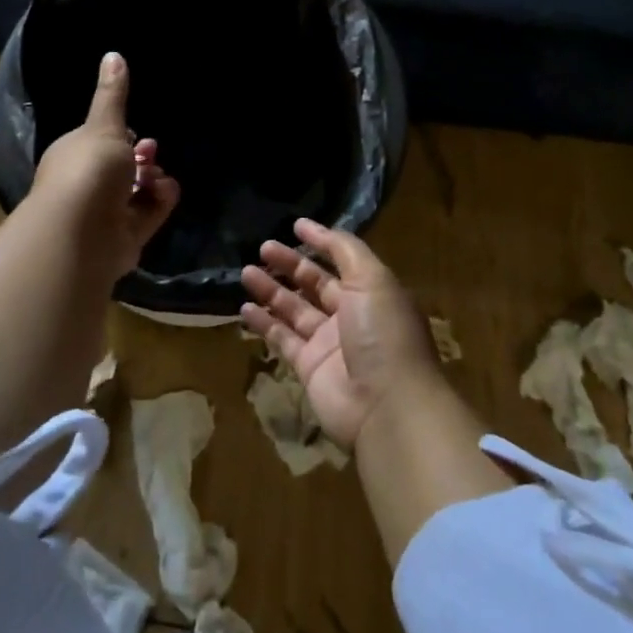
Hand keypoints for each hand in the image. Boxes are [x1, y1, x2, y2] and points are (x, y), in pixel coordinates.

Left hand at [29, 52, 180, 282]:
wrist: (81, 234)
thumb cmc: (88, 171)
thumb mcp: (104, 126)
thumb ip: (113, 95)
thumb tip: (113, 54)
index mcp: (74, 155)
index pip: (99, 143)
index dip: (120, 136)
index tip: (136, 130)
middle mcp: (86, 185)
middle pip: (121, 168)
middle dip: (141, 158)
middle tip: (152, 152)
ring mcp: (105, 213)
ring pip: (137, 191)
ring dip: (153, 179)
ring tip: (158, 176)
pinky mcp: (125, 236)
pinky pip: (148, 213)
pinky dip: (160, 201)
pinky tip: (166, 191)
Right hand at [239, 218, 440, 447]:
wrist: (387, 407)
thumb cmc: (383, 333)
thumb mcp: (372, 279)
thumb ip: (345, 250)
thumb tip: (317, 229)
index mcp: (371, 292)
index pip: (341, 260)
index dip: (320, 242)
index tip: (295, 226)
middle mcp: (350, 315)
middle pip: (314, 283)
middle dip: (289, 264)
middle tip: (262, 247)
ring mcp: (328, 343)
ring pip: (294, 309)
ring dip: (271, 290)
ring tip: (246, 272)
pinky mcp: (309, 368)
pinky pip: (283, 339)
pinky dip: (265, 323)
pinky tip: (245, 308)